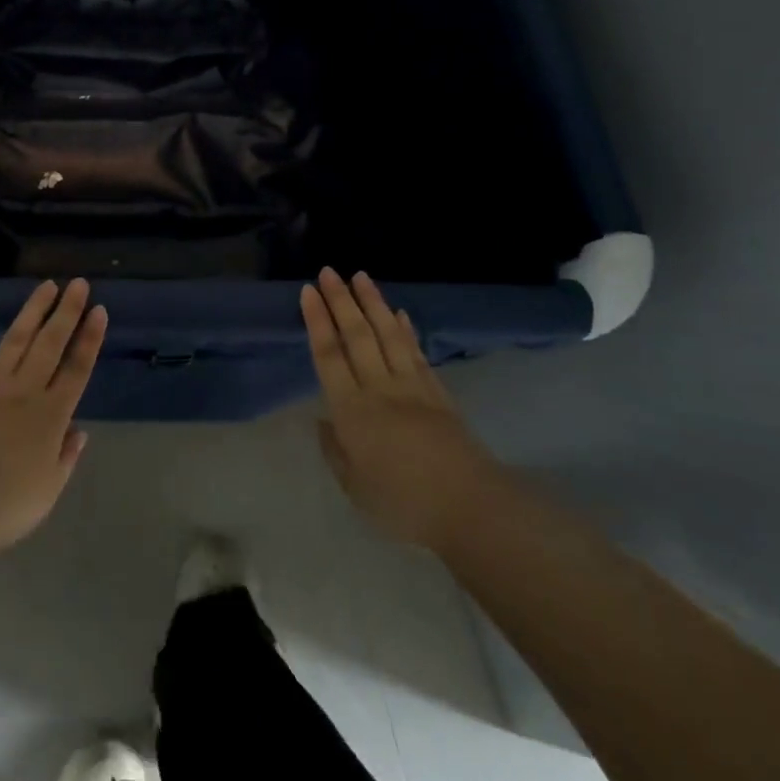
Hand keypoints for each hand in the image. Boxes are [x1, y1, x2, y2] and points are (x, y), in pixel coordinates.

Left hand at [0, 279, 105, 557]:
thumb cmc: (6, 506)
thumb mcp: (49, 490)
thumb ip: (65, 457)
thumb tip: (78, 431)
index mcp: (51, 416)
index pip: (77, 369)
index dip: (90, 339)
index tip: (99, 310)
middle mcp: (24, 392)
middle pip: (50, 344)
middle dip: (66, 312)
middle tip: (78, 283)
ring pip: (15, 340)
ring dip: (32, 312)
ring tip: (45, 286)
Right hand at [302, 269, 503, 553]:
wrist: (470, 509)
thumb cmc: (403, 505)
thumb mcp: (355, 488)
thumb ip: (336, 452)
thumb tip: (324, 422)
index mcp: (352, 411)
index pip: (329, 355)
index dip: (317, 321)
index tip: (309, 291)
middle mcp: (379, 388)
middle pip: (357, 335)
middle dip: (341, 300)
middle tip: (330, 271)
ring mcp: (412, 387)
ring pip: (388, 335)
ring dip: (373, 303)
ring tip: (362, 276)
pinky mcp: (439, 394)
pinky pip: (417, 353)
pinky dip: (406, 330)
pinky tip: (399, 314)